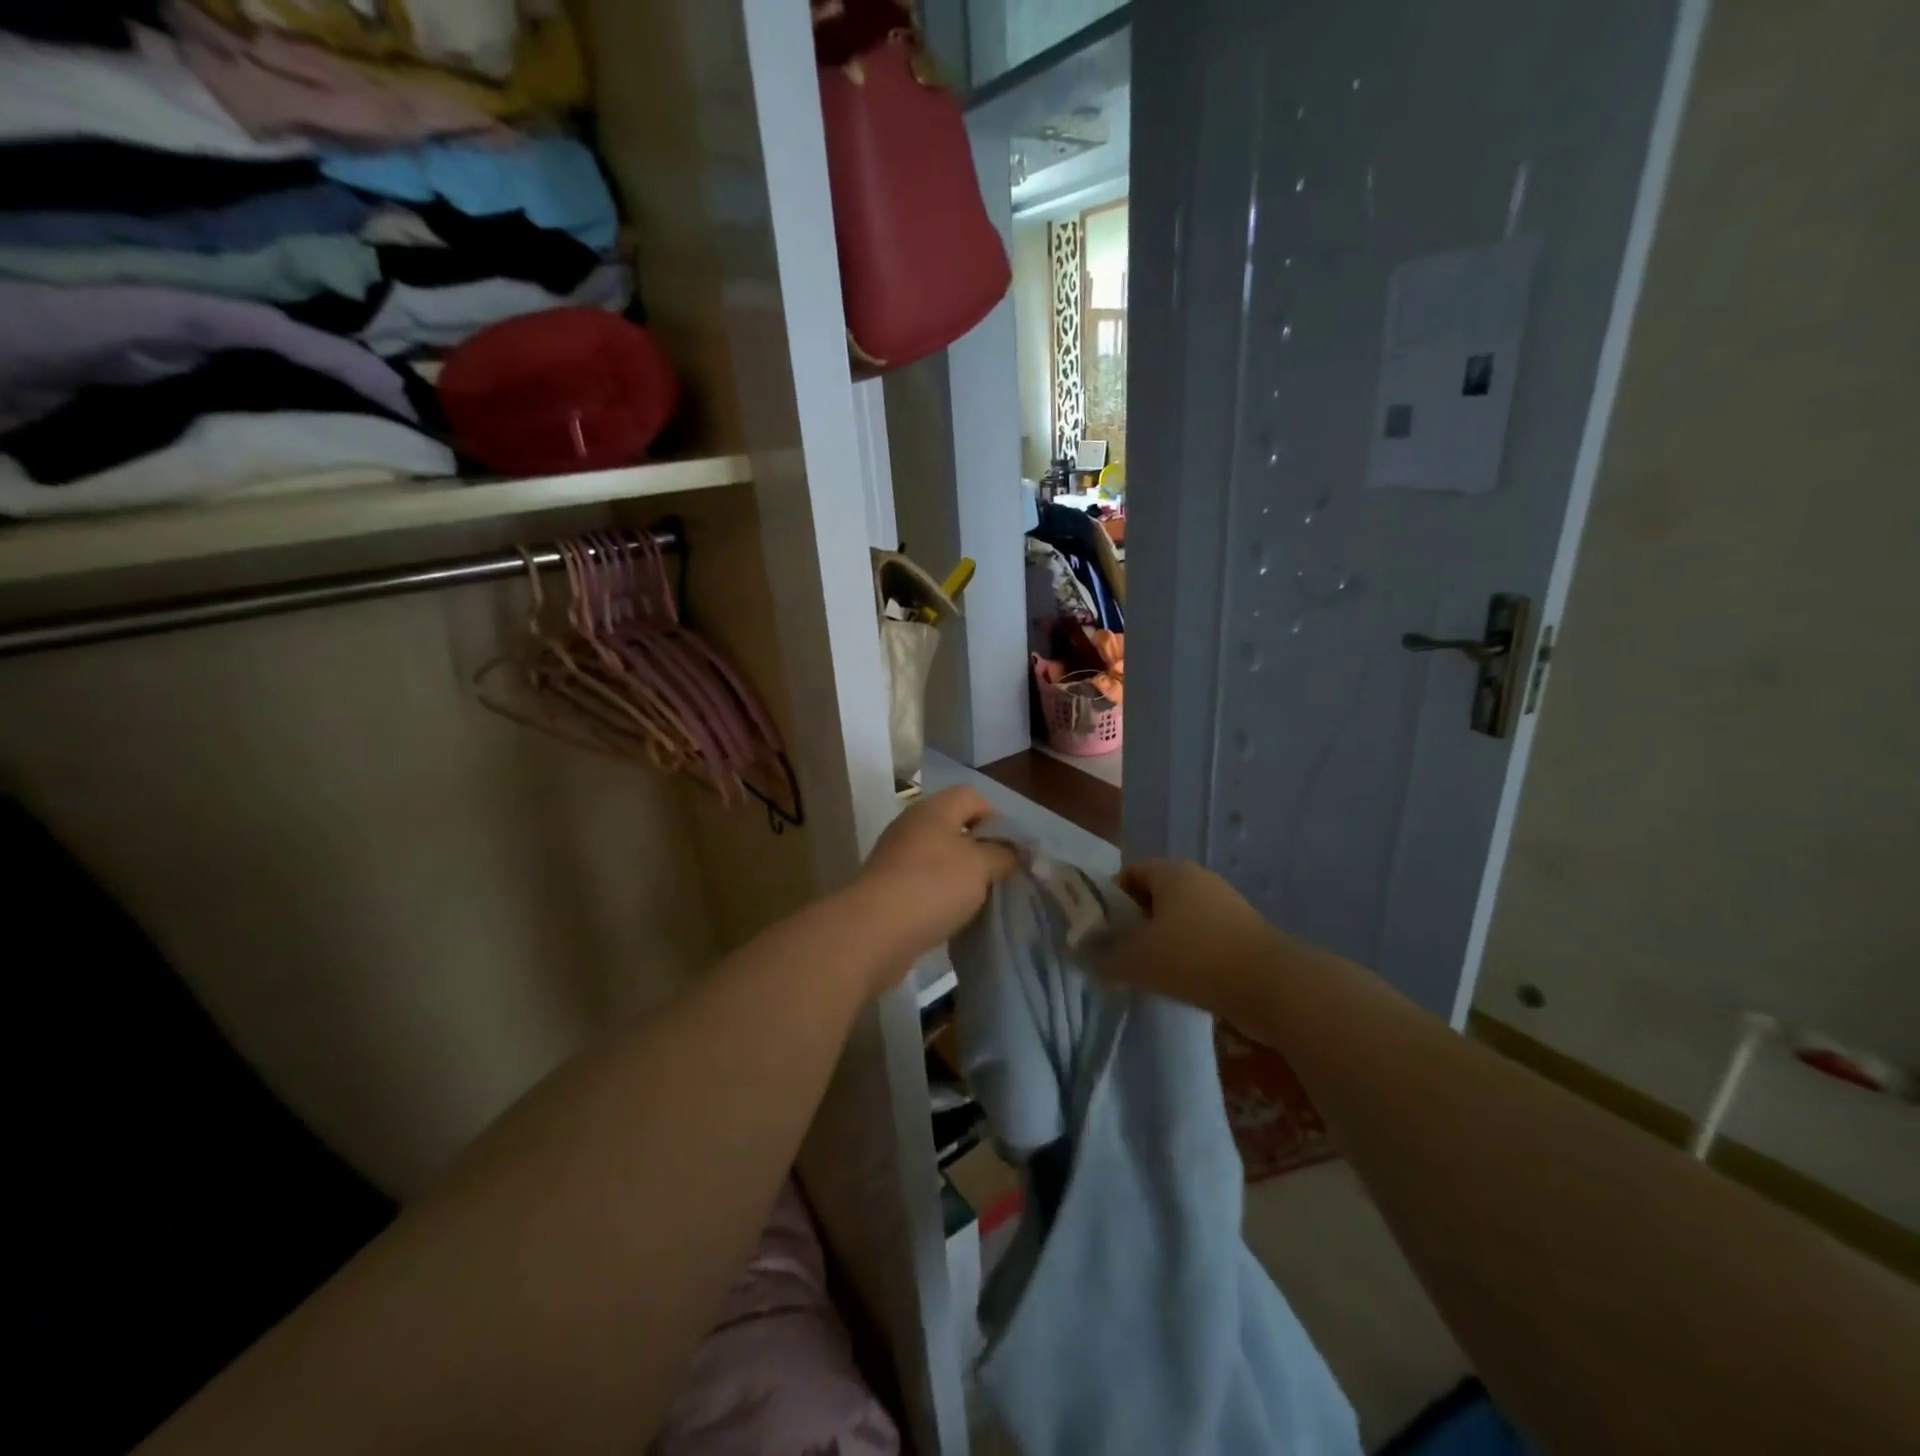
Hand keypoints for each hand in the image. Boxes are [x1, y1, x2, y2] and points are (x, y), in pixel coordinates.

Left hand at [846, 787, 1017, 982]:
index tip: (1010, 850)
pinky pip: (922, 882)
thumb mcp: (981, 866)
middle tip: (997, 876)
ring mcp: (895, 855)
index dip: (997, 819)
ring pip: (938, 857)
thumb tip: (1009, 852)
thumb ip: (1002, 854)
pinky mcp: (886, 886)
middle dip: (979, 849)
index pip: (972, 797)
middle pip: (954, 826)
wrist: (874, 931)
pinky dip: (938, 894)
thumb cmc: (934, 886)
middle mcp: (912, 825)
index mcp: (934, 809)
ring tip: (977, 899)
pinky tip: (950, 915)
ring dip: (959, 875)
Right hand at [1098, 860, 1280, 1019]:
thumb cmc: (1194, 957)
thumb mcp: (1136, 960)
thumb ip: (1106, 960)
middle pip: (1153, 898)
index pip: (1129, 874)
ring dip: (1160, 945)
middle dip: (1133, 925)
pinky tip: (1178, 984)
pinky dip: (1186, 958)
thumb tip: (1094, 965)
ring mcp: (1226, 907)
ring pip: (1178, 922)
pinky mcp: (1244, 936)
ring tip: (1146, 974)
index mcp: (1172, 872)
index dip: (1108, 900)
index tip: (1099, 932)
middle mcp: (1199, 881)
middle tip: (1118, 955)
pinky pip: (1201, 941)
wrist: (1270, 986)